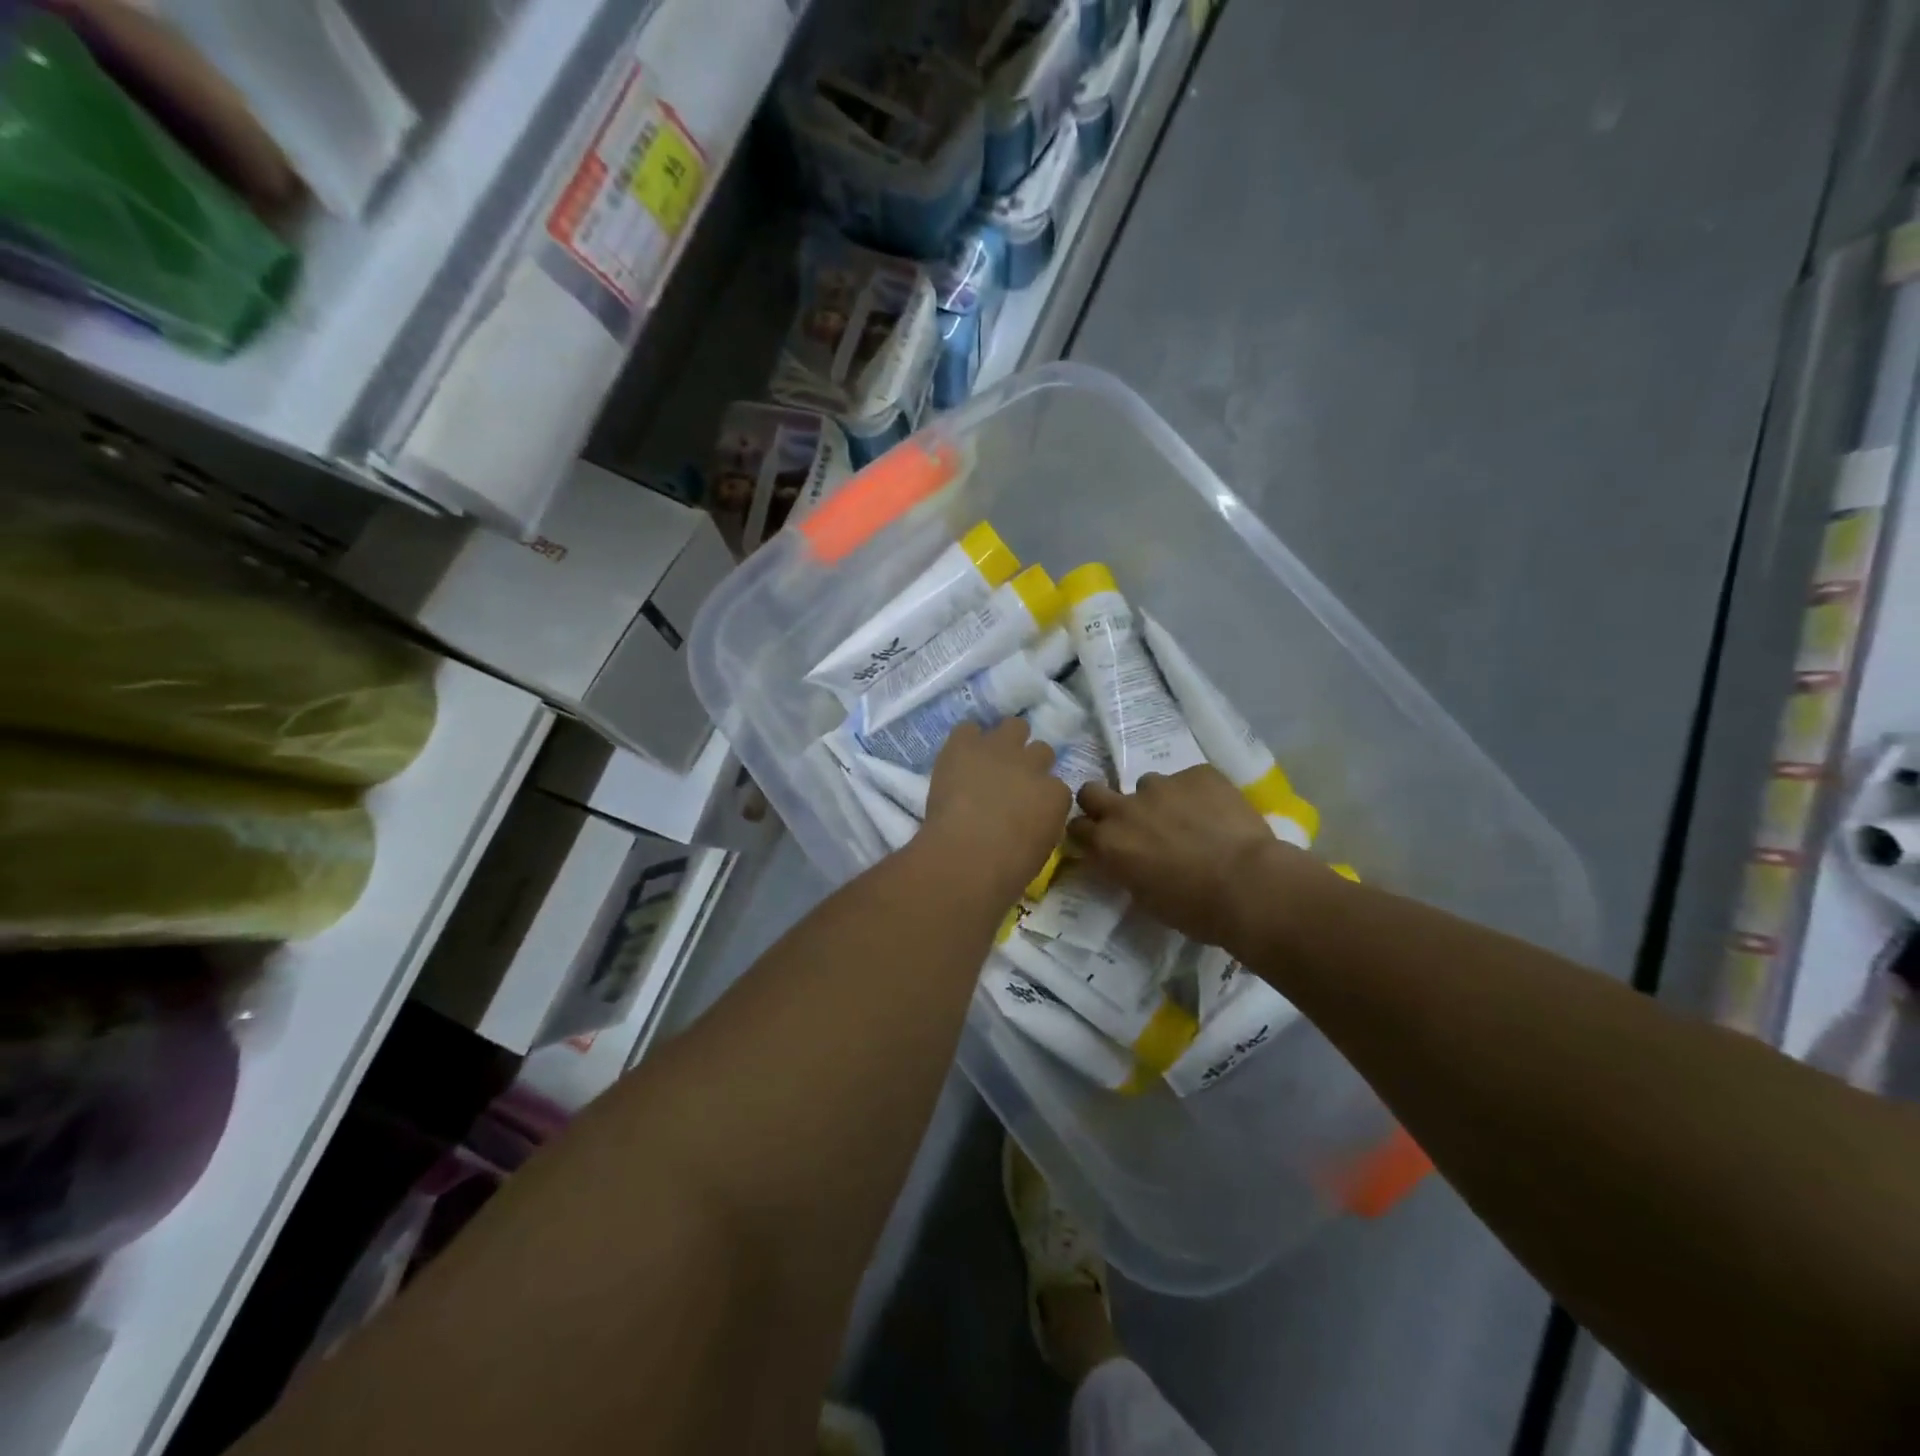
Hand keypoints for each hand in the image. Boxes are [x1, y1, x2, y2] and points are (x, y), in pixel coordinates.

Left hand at [921, 720, 1069, 901]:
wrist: (968, 856)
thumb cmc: (1006, 871)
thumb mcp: (1039, 852)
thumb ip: (1040, 826)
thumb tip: (1029, 823)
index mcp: (1055, 796)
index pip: (1056, 787)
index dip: (1040, 796)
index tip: (1028, 808)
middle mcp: (1033, 765)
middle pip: (1041, 750)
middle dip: (1029, 762)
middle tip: (1010, 780)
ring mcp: (1000, 750)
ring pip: (1014, 726)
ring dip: (1004, 740)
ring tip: (987, 758)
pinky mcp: (966, 745)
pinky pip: (968, 728)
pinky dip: (965, 740)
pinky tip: (959, 756)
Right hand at [1070, 766, 1305, 952]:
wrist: (1248, 885)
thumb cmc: (1195, 909)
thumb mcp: (1146, 898)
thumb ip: (1127, 870)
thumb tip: (1130, 860)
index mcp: (1108, 844)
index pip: (1076, 827)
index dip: (1089, 833)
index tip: (1101, 842)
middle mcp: (1125, 809)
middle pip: (1092, 791)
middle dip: (1102, 802)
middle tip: (1128, 820)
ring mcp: (1161, 786)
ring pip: (1147, 785)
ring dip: (1159, 800)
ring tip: (1188, 819)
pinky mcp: (1197, 773)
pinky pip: (1189, 780)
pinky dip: (1198, 794)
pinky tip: (1218, 813)